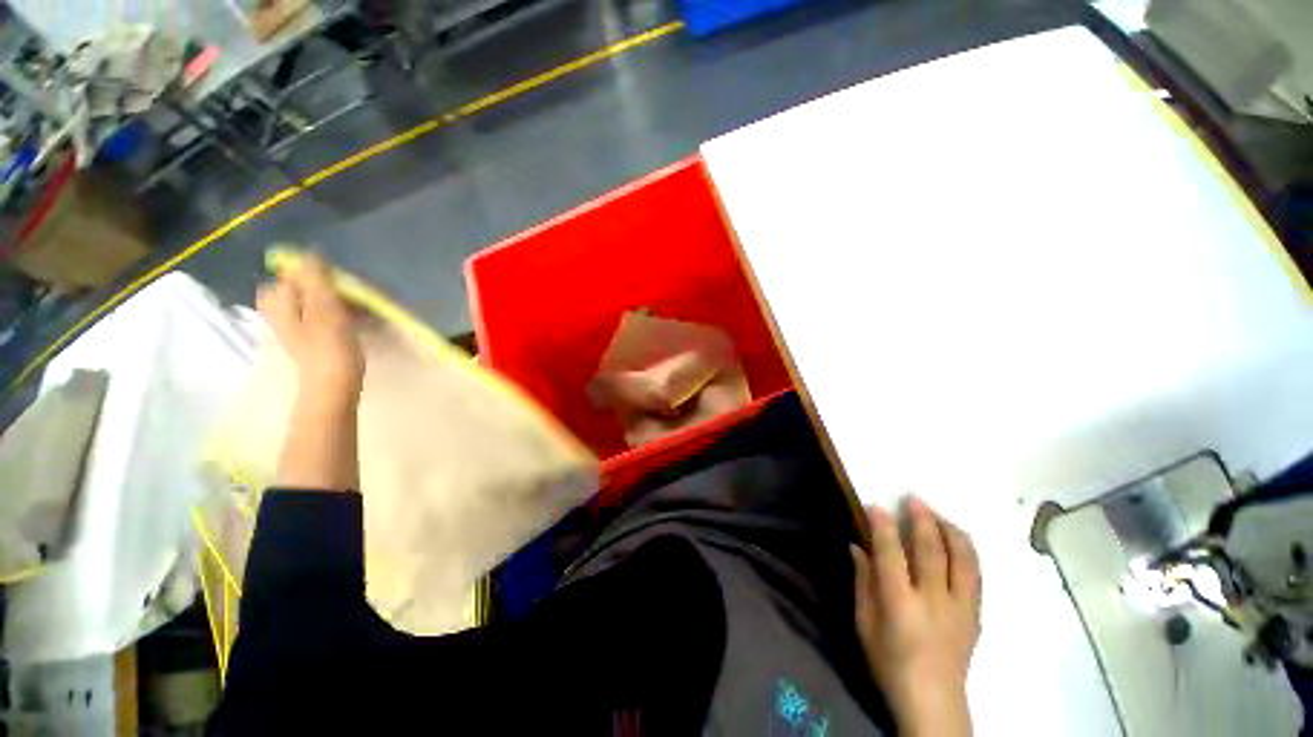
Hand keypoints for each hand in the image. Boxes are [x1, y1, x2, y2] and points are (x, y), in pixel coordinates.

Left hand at [257, 254, 363, 398]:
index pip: (296, 272)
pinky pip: (324, 314)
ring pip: (316, 299)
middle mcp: (280, 310)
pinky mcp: (311, 337)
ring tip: (361, 308)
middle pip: (305, 285)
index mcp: (279, 302)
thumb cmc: (331, 350)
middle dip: (331, 286)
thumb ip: (316, 280)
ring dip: (339, 299)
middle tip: (354, 295)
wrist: (333, 389)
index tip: (346, 282)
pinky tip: (356, 320)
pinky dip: (339, 312)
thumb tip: (312, 251)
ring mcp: (294, 325)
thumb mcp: (325, 310)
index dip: (322, 273)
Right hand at [852, 496, 981, 736]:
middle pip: (931, 551)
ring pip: (961, 559)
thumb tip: (857, 547)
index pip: (891, 554)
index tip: (877, 506)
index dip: (883, 527)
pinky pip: (975, 575)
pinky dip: (967, 552)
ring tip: (939, 515)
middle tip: (914, 499)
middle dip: (922, 520)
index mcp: (900, 604)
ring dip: (950, 531)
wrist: (933, 701)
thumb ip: (862, 582)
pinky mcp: (975, 615)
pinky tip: (958, 541)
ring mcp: (960, 608)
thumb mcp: (864, 624)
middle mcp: (933, 601)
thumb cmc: (889, 662)